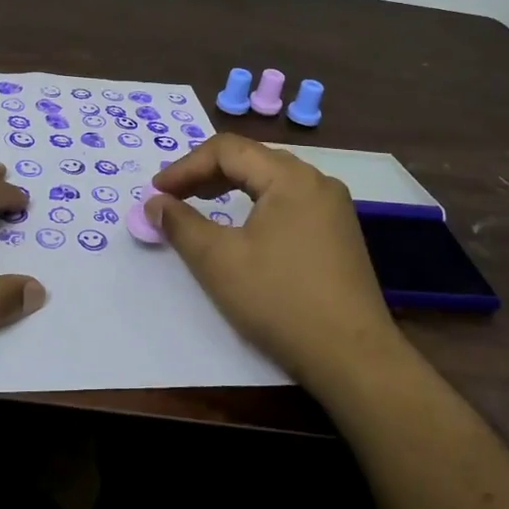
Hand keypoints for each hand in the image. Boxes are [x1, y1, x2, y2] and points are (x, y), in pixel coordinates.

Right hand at [148, 135, 404, 389]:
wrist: (353, 358)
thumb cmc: (280, 301)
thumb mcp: (219, 262)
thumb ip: (181, 225)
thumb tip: (155, 203)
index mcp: (291, 177)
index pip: (227, 150)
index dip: (185, 166)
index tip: (156, 192)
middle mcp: (317, 181)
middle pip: (252, 159)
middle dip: (207, 173)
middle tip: (174, 196)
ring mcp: (334, 208)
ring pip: (272, 180)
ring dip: (232, 187)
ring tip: (202, 204)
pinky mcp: (340, 233)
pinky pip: (290, 201)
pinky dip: (257, 204)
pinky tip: (244, 227)